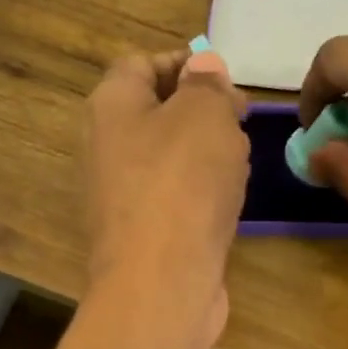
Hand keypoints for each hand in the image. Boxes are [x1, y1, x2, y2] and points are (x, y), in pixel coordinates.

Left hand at [85, 46, 249, 332]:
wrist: (161, 285)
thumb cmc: (182, 185)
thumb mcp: (204, 115)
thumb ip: (207, 84)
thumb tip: (202, 67)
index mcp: (111, 107)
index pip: (141, 64)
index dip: (185, 64)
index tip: (226, 81)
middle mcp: (106, 149)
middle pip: (156, 114)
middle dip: (201, 113)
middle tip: (240, 122)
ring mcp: (122, 198)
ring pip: (169, 161)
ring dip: (206, 157)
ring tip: (239, 164)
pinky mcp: (142, 237)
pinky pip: (175, 201)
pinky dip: (201, 197)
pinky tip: (227, 206)